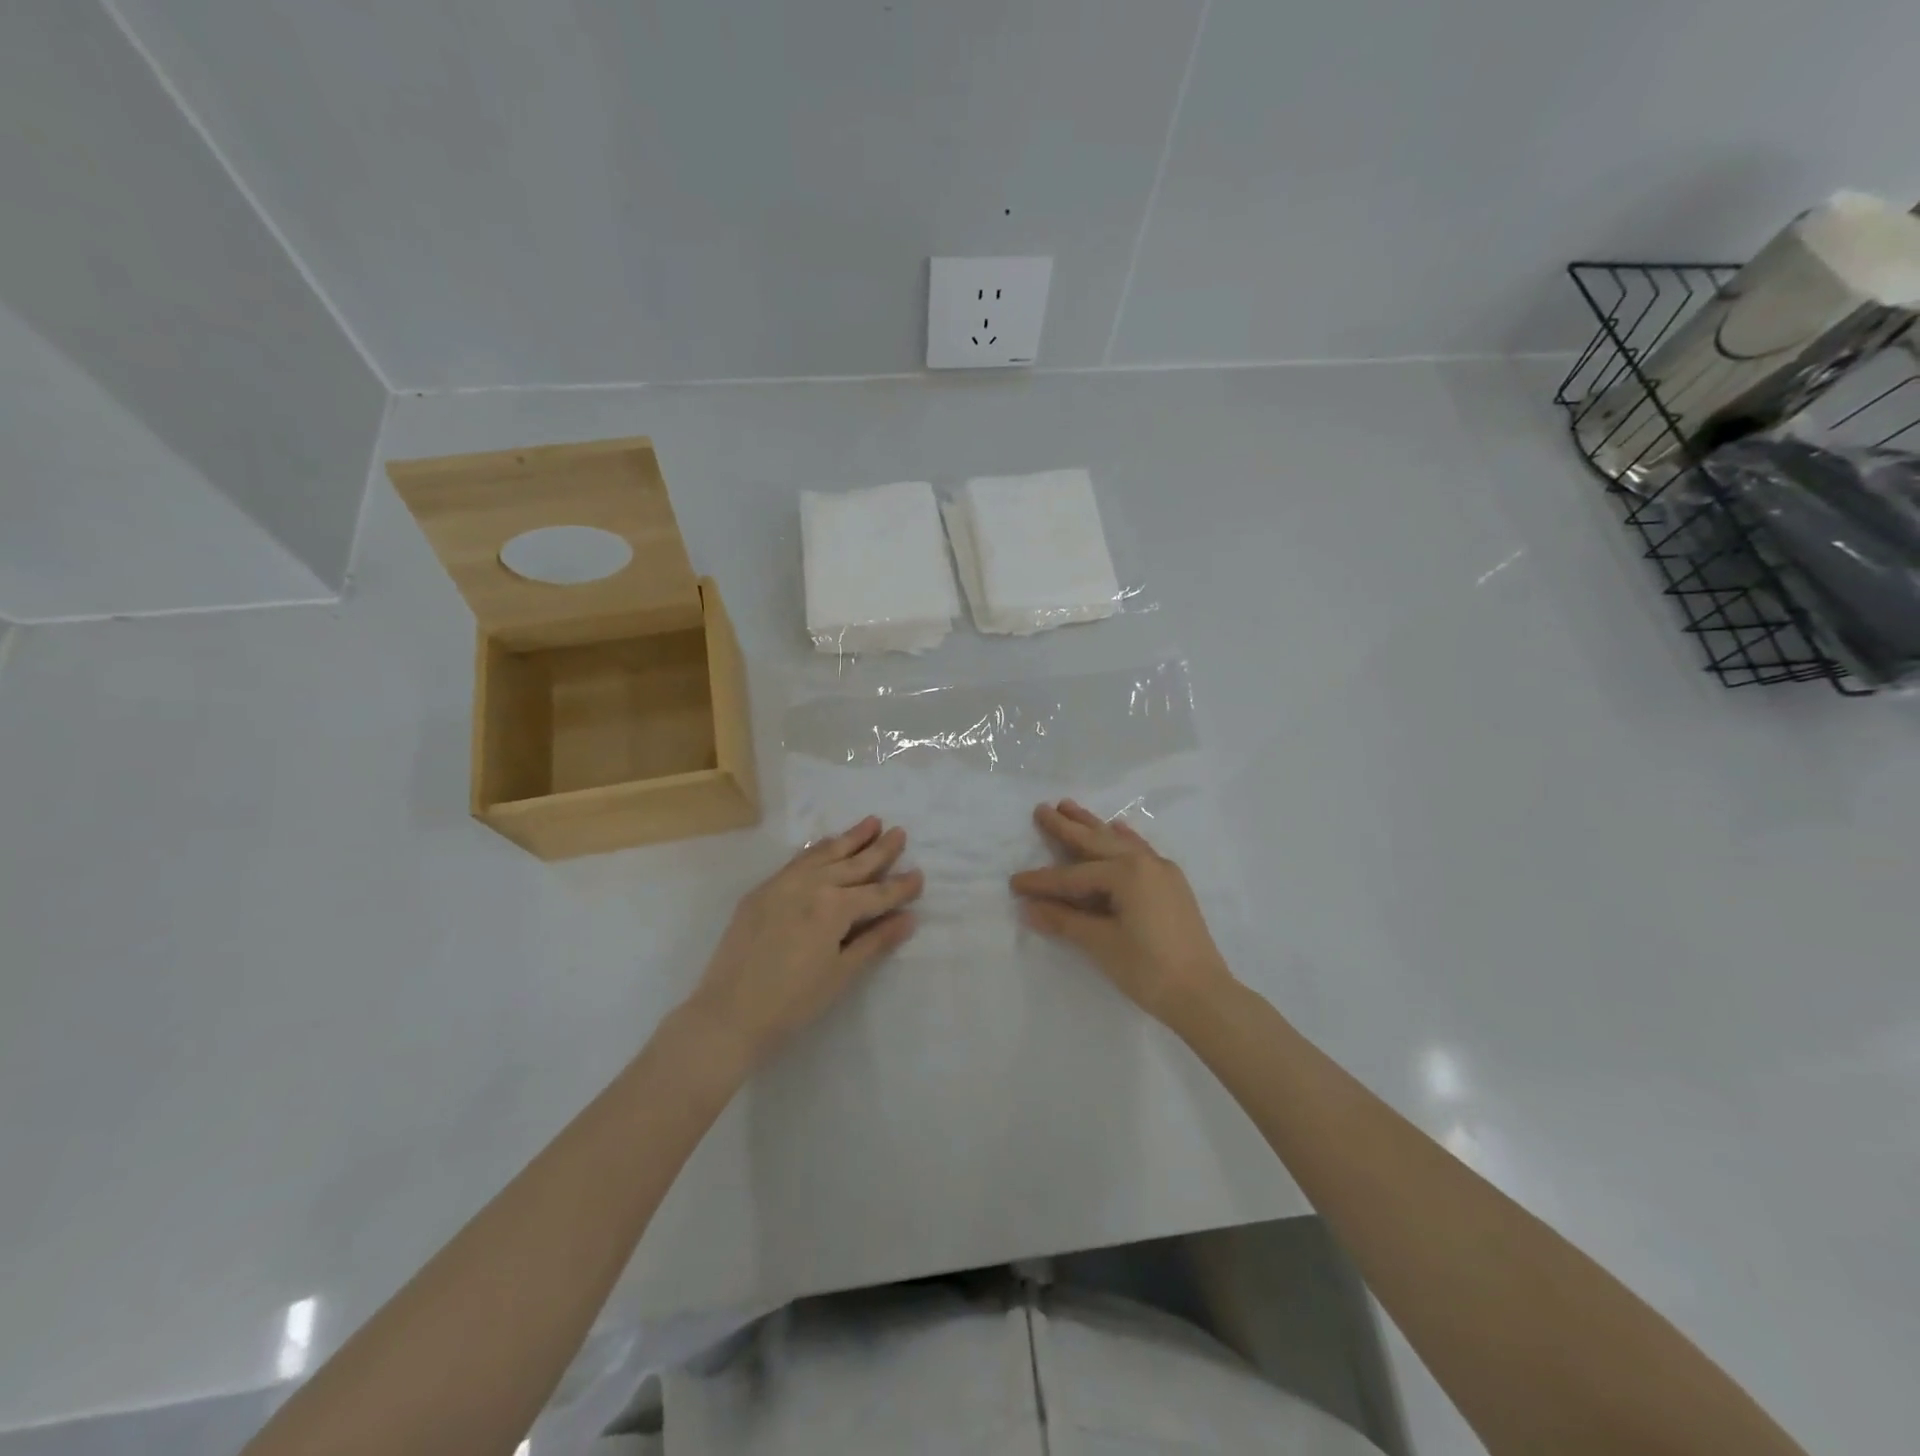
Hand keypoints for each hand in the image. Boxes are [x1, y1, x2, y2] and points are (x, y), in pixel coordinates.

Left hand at [685, 817, 921, 1069]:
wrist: (729, 1013)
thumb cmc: (793, 1002)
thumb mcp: (842, 973)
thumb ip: (876, 940)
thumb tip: (908, 918)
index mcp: (835, 907)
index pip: (877, 893)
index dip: (901, 887)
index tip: (920, 875)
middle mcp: (812, 885)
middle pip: (854, 864)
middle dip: (879, 849)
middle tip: (899, 832)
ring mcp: (783, 884)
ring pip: (825, 854)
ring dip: (850, 838)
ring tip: (871, 822)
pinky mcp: (762, 891)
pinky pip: (797, 861)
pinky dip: (817, 849)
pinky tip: (826, 844)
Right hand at [1010, 800, 1233, 1025]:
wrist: (1203, 995)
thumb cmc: (1148, 969)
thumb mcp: (1101, 943)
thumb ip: (1064, 920)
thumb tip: (1028, 908)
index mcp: (1127, 873)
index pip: (1074, 875)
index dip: (1042, 881)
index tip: (1014, 881)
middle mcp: (1145, 862)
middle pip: (1097, 843)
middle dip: (1067, 827)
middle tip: (1042, 808)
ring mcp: (1162, 871)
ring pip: (1118, 842)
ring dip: (1093, 826)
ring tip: (1070, 807)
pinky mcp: (1171, 884)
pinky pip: (1140, 851)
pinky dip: (1124, 839)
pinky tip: (1118, 828)